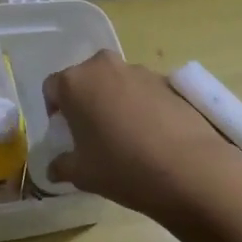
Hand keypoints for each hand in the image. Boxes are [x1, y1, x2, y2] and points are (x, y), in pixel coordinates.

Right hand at [43, 51, 241, 222]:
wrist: (189, 168)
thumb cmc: (122, 167)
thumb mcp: (81, 174)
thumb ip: (62, 166)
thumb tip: (54, 168)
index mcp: (75, 82)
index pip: (52, 88)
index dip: (55, 111)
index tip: (65, 134)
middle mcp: (104, 66)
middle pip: (86, 79)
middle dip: (85, 102)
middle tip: (92, 133)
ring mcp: (140, 71)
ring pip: (116, 83)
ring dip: (114, 102)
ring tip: (126, 137)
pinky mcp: (169, 81)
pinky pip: (143, 91)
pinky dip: (141, 106)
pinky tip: (151, 136)